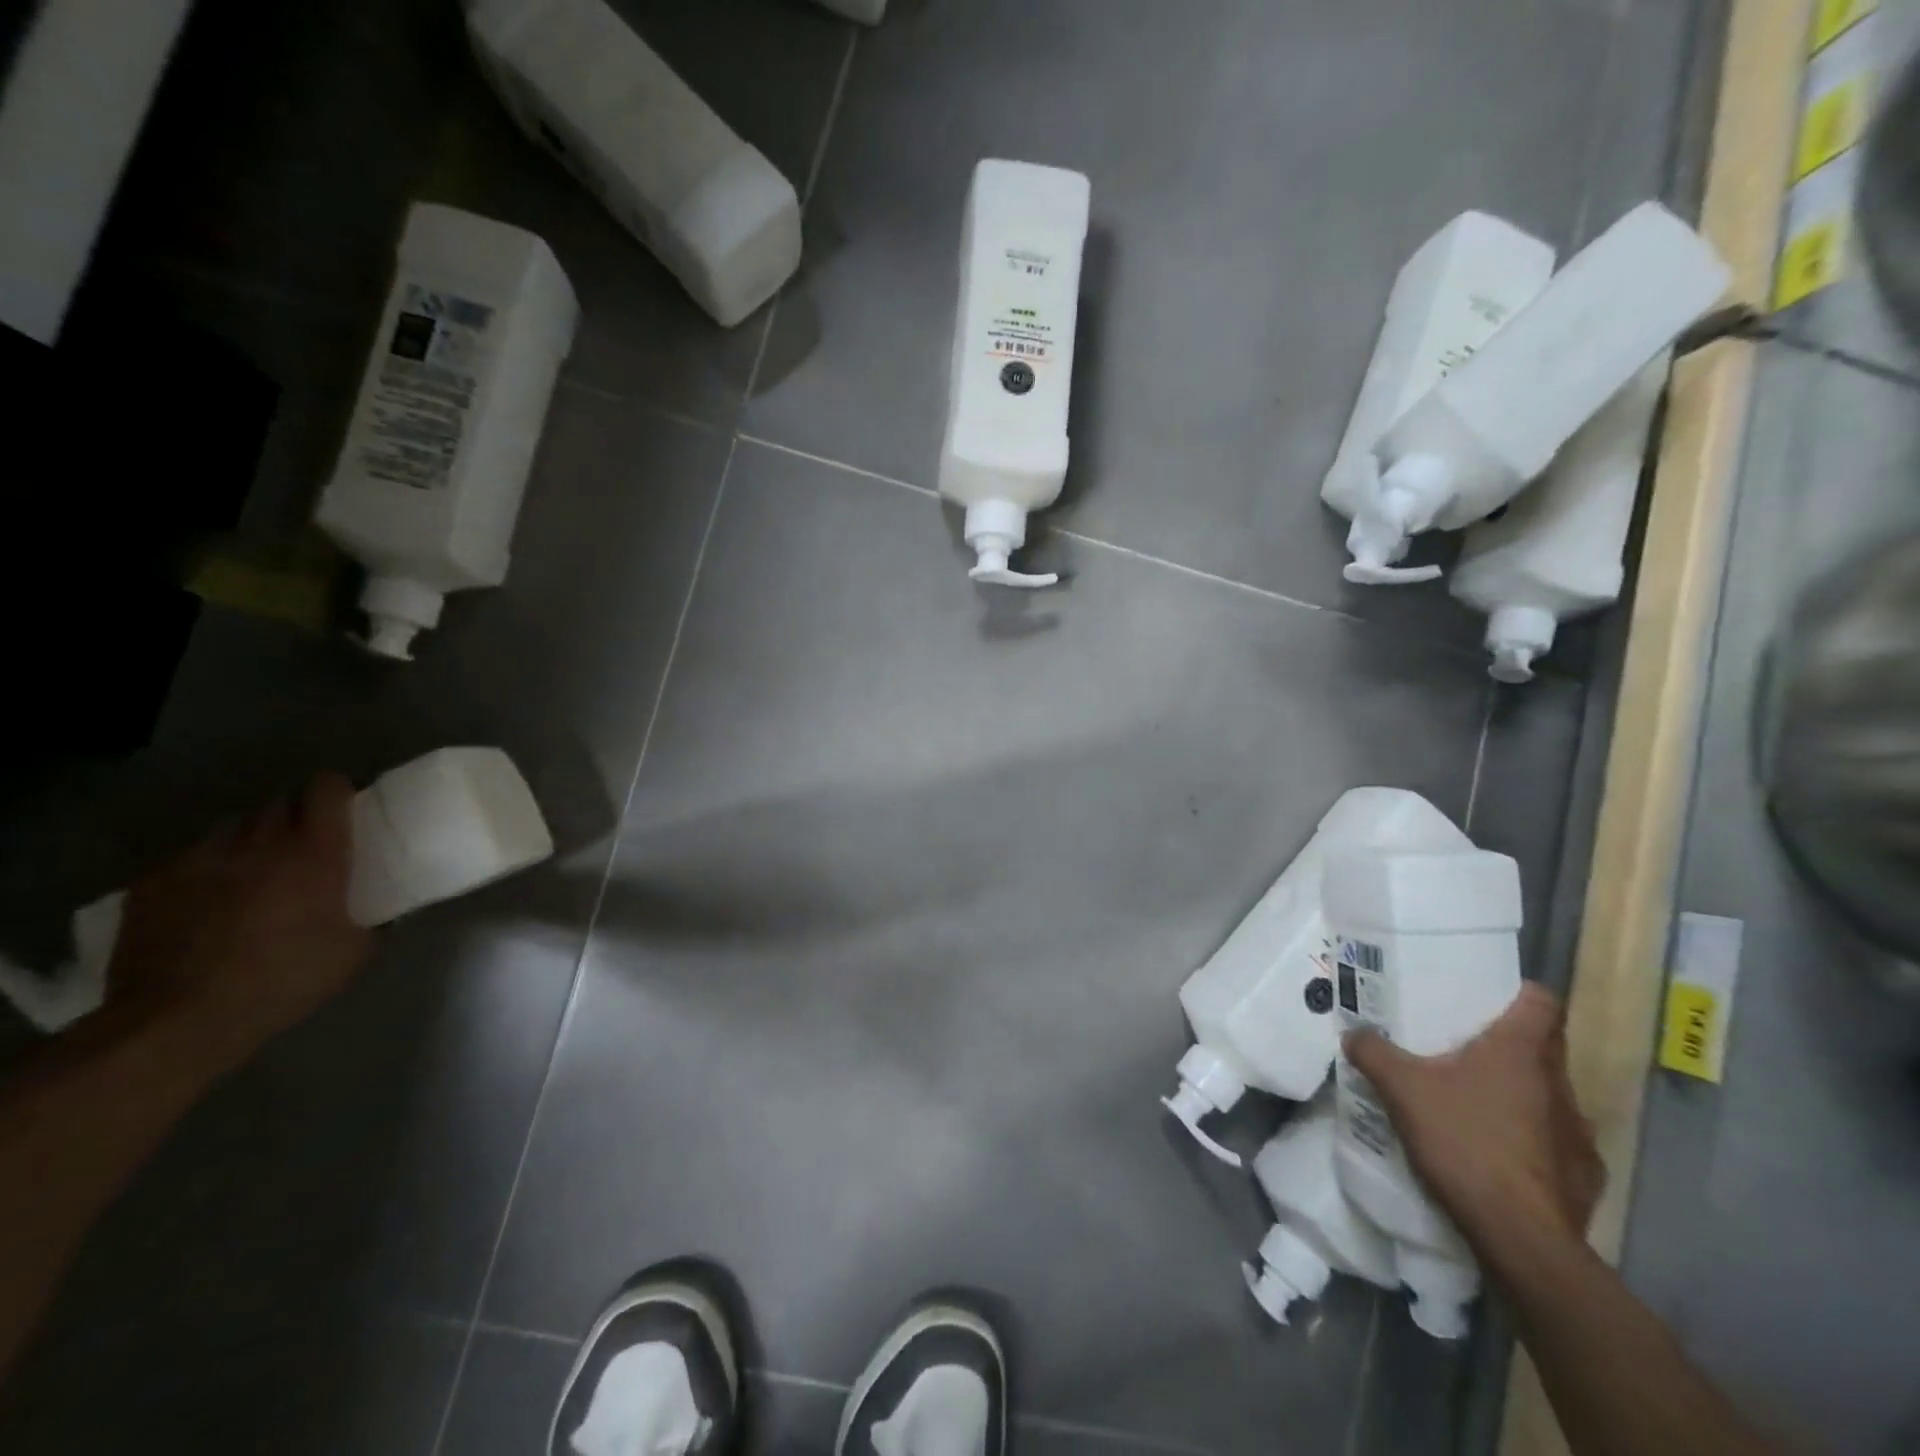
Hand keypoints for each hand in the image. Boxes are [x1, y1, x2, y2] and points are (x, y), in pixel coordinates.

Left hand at [106, 775, 370, 1071]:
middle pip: (278, 802)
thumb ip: (372, 920)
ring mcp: (199, 860)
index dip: (337, 790)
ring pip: (232, 827)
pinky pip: (187, 858)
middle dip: (295, 815)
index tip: (345, 804)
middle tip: (305, 842)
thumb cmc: (283, 981)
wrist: (178, 1020)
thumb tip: (387, 912)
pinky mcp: (152, 883)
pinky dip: (205, 868)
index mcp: (314, 854)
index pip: (326, 790)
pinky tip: (207, 898)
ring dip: (250, 838)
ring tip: (254, 867)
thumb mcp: (353, 953)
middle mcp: (258, 844)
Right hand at [1344, 984, 1604, 1259]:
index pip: (1542, 1000)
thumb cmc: (1465, 1142)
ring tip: (1478, 1105)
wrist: (1521, 1238)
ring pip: (1550, 1095)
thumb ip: (1374, 1052)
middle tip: (1466, 1048)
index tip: (1491, 997)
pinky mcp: (1584, 1175)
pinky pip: (1557, 1143)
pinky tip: (1500, 1156)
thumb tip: (1353, 1034)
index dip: (1520, 993)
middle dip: (1510, 1044)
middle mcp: (1558, 1084)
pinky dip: (1532, 1141)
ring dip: (1521, 1094)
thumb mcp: (1402, 1088)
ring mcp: (1578, 1132)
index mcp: (1521, 1051)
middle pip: (1544, 1046)